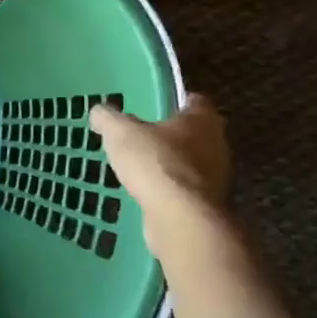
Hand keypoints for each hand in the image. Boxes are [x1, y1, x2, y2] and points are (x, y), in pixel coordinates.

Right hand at [90, 95, 230, 211]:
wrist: (179, 217)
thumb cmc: (155, 163)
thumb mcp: (120, 133)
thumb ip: (109, 119)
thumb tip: (99, 111)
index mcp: (202, 120)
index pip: (194, 101)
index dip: (174, 101)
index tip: (154, 106)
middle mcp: (217, 145)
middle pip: (195, 134)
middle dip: (171, 136)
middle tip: (143, 137)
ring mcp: (216, 178)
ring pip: (192, 164)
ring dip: (171, 165)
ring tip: (140, 168)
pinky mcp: (208, 205)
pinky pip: (186, 191)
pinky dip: (170, 191)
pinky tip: (147, 194)